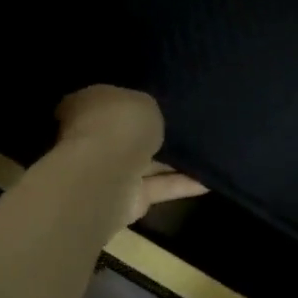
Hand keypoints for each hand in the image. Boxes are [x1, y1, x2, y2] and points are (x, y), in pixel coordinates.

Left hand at [55, 85, 207, 226]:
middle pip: (128, 135)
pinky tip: (210, 179)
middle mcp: (93, 140)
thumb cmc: (117, 125)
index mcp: (87, 107)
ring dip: (174, 161)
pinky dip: (184, 184)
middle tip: (188, 123)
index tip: (160, 98)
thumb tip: (148, 113)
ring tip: (208, 150)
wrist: (106, 174)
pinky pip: (161, 186)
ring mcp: (110, 173)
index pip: (109, 101)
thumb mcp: (140, 101)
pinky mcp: (130, 199)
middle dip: (152, 133)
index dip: (132, 100)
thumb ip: (146, 107)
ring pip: (148, 163)